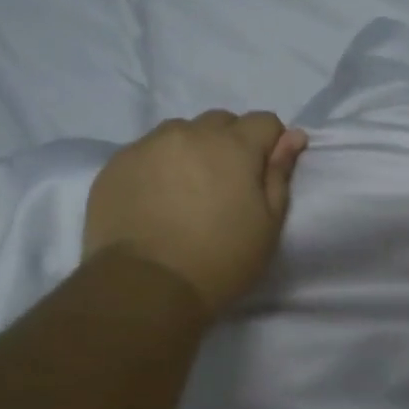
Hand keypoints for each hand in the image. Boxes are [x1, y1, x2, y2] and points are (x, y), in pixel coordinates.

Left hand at [84, 112, 307, 316]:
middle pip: (220, 122)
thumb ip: (280, 175)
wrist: (145, 286)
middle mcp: (190, 133)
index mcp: (234, 146)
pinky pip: (146, 152)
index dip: (270, 144)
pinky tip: (154, 201)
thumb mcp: (267, 225)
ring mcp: (148, 145)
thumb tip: (292, 136)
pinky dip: (157, 167)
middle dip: (229, 144)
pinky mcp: (116, 164)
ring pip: (180, 132)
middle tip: (225, 187)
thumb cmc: (220, 261)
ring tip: (185, 192)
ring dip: (191, 150)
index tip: (262, 176)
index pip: (264, 121)